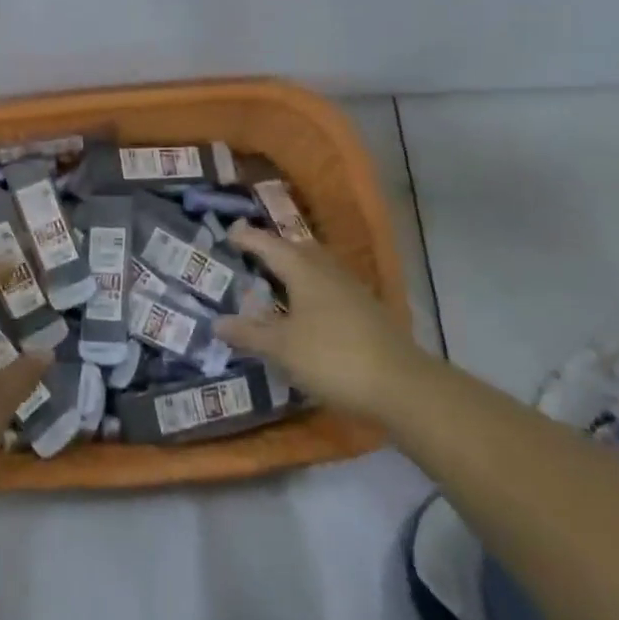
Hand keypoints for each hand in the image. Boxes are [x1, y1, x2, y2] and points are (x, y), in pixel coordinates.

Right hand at [214, 223, 414, 416]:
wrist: (401, 386)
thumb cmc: (332, 358)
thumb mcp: (282, 348)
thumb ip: (249, 333)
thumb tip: (217, 322)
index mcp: (304, 270)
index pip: (269, 245)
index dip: (248, 239)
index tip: (229, 233)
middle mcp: (328, 271)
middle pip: (297, 249)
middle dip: (274, 249)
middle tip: (253, 255)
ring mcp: (352, 289)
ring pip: (317, 267)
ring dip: (296, 268)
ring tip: (277, 281)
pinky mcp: (367, 310)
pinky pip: (330, 286)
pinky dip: (312, 288)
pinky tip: (308, 310)